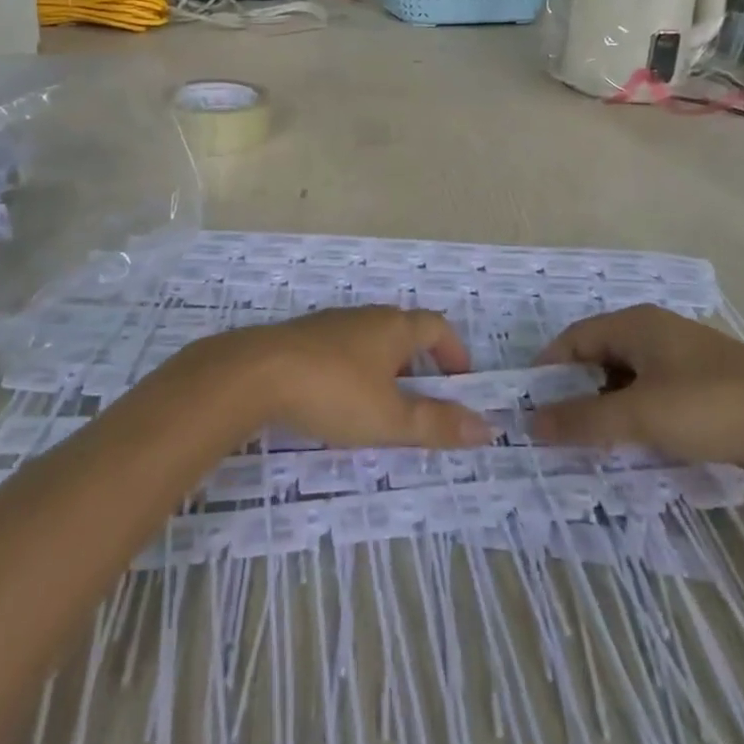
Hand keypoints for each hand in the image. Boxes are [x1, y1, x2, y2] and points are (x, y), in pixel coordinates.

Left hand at [184, 307, 493, 449]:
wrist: (256, 373)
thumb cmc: (334, 391)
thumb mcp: (390, 417)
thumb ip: (437, 424)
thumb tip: (487, 427)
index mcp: (394, 327)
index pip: (437, 327)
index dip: (454, 351)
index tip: (461, 382)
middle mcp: (366, 317)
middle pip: (404, 331)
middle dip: (420, 363)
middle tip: (425, 400)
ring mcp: (331, 324)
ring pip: (371, 340)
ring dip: (386, 368)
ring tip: (383, 406)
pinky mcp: (303, 338)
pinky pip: (342, 349)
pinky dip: (355, 370)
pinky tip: (340, 400)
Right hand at [530, 305, 743, 482]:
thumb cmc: (714, 407)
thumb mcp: (642, 416)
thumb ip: (584, 420)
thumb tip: (531, 421)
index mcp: (637, 324)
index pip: (575, 338)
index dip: (549, 368)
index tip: (528, 404)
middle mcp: (656, 332)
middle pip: (600, 356)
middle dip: (577, 391)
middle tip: (557, 430)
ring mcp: (684, 359)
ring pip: (628, 379)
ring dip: (608, 408)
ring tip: (591, 444)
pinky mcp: (705, 385)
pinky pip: (654, 395)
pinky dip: (637, 416)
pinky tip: (636, 444)